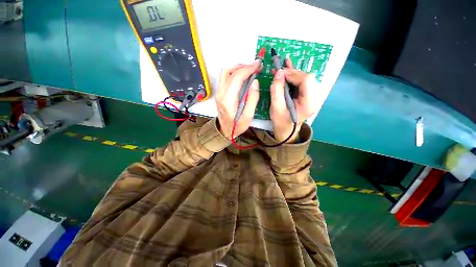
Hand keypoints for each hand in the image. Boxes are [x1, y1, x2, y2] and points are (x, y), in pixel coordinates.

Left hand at [216, 62, 260, 139]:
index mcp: (228, 100)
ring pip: (225, 72)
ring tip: (249, 70)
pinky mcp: (219, 93)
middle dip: (243, 66)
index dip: (248, 69)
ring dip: (237, 68)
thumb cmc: (237, 126)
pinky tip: (242, 75)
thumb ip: (252, 99)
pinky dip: (234, 72)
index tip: (258, 65)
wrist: (224, 131)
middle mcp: (221, 93)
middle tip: (254, 67)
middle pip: (228, 71)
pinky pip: (225, 77)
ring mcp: (218, 92)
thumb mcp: (248, 116)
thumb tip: (255, 82)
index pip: (236, 77)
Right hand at [270, 59, 319, 142]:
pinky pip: (303, 82)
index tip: (279, 73)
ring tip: (281, 69)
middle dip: (292, 73)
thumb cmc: (281, 122)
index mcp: (309, 103)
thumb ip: (277, 90)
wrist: (287, 130)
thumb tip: (279, 72)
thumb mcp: (276, 108)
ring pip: (305, 78)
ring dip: (292, 73)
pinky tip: (289, 67)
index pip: (306, 80)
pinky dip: (295, 75)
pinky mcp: (308, 95)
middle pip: (307, 77)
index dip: (293, 74)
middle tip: (278, 72)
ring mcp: (313, 96)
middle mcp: (315, 98)